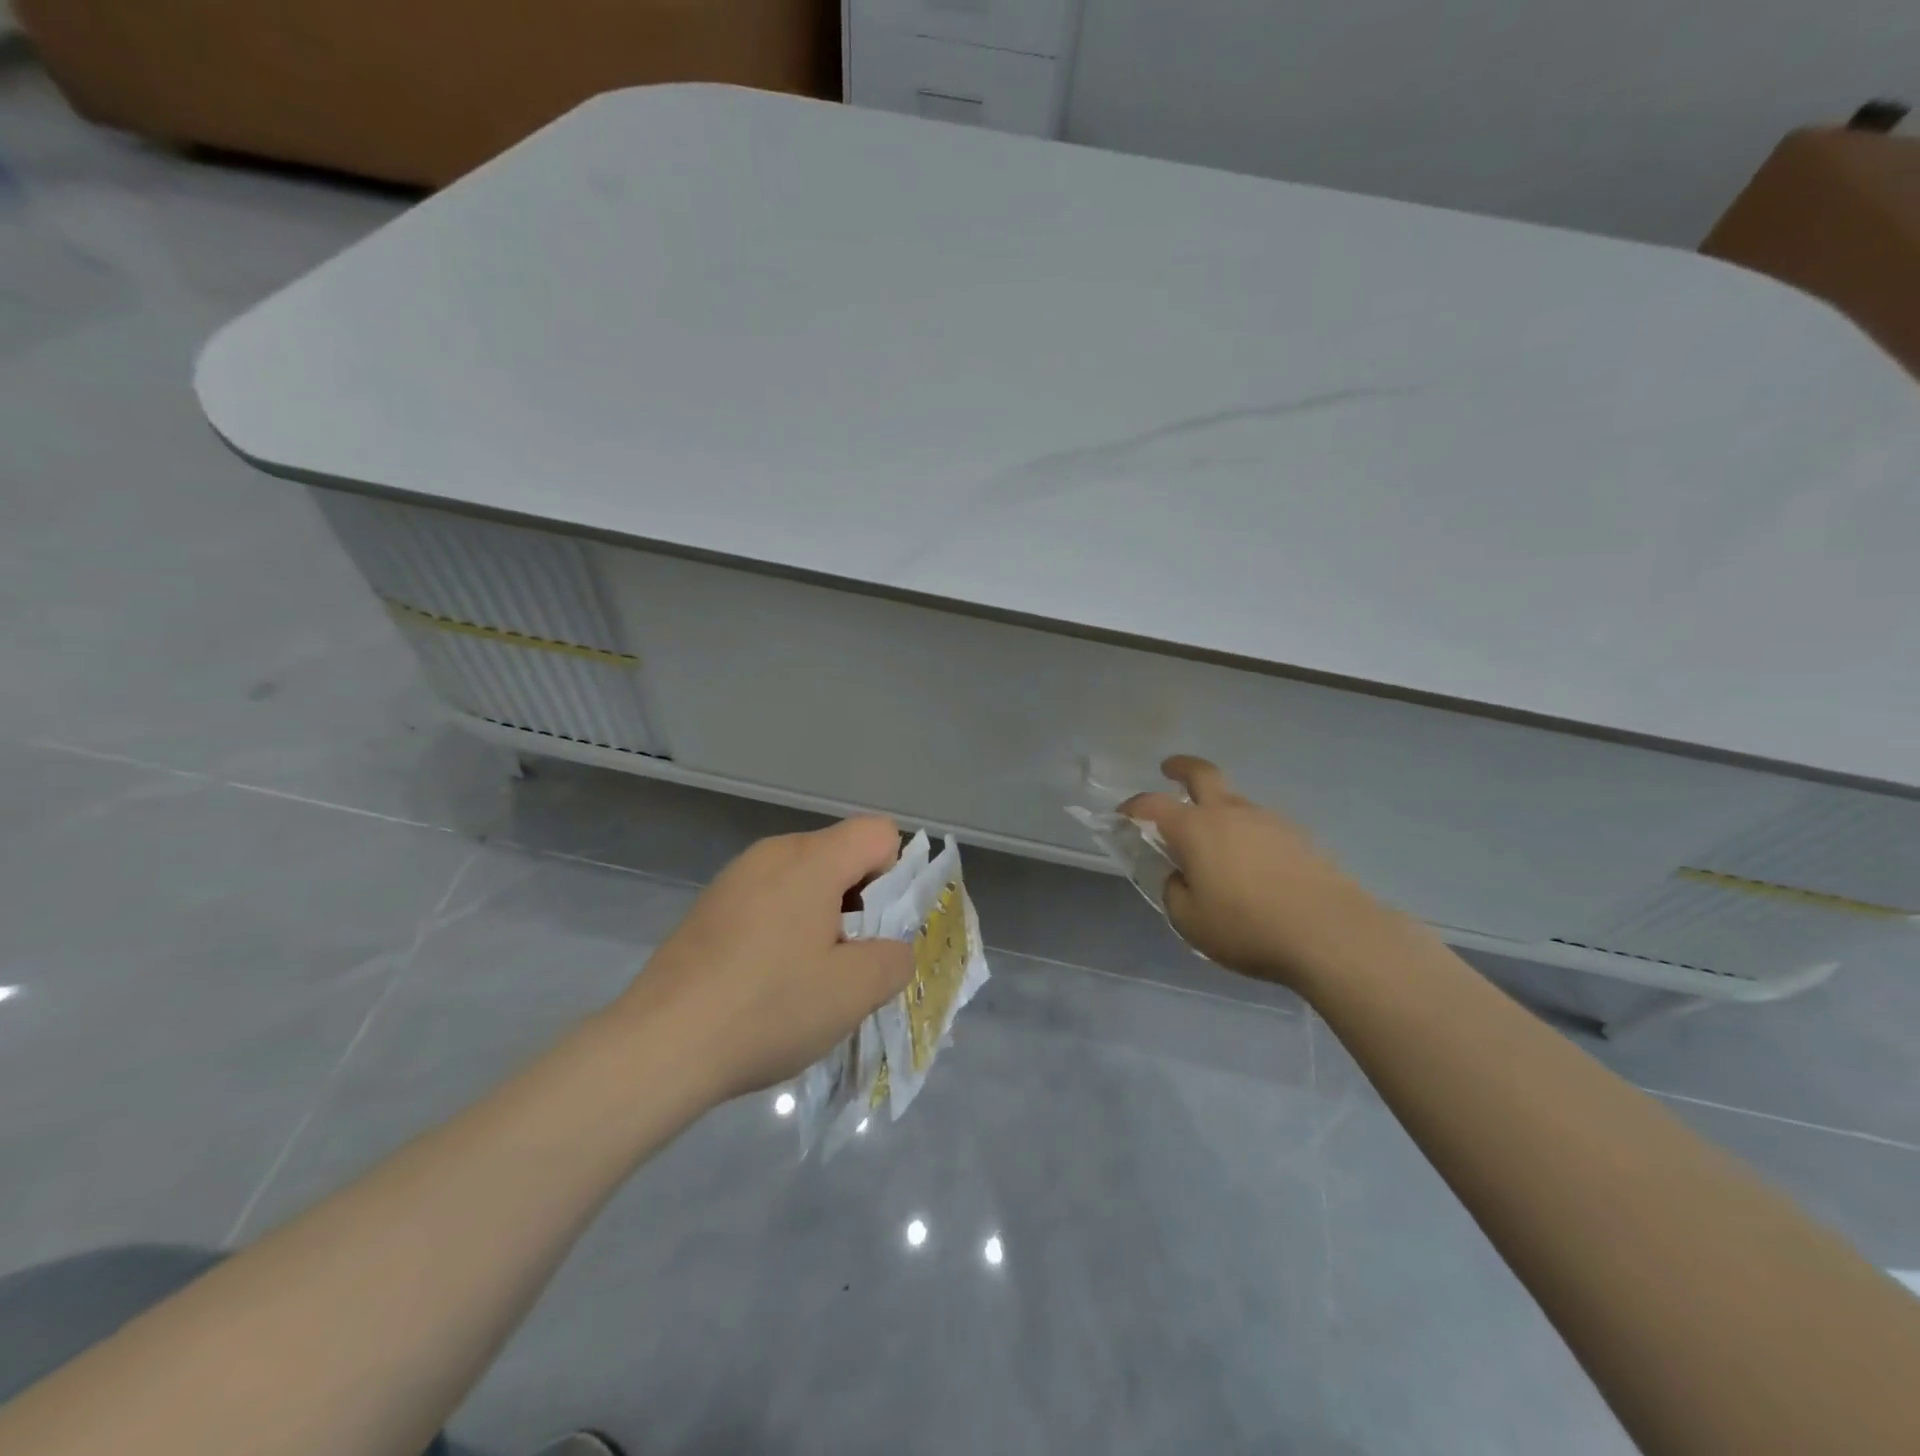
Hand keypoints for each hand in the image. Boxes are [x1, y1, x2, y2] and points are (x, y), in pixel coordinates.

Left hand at [614, 817, 914, 1103]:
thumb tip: (891, 948)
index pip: (879, 833)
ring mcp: (734, 879)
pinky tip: (766, 982)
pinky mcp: (709, 908)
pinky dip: (784, 930)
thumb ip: (895, 959)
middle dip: (860, 903)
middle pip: (841, 855)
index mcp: (810, 859)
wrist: (658, 1047)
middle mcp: (771, 853)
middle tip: (848, 962)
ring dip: (822, 919)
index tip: (878, 930)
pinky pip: (768, 901)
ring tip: (807, 978)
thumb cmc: (767, 1008)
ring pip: (804, 881)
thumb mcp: (854, 991)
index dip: (895, 877)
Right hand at [1120, 756, 1393, 992]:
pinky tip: (1252, 864)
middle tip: (1169, 770)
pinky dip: (1247, 832)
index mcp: (1195, 828)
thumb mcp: (1190, 921)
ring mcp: (1269, 820)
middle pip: (1203, 774)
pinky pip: (1262, 825)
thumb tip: (1178, 876)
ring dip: (1218, 807)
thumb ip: (1174, 892)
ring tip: (1214, 840)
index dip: (1134, 806)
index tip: (1123, 813)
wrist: (1330, 933)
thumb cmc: (1247, 927)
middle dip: (1181, 767)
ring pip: (1235, 801)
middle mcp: (1230, 813)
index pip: (1153, 804)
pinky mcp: (1299, 837)